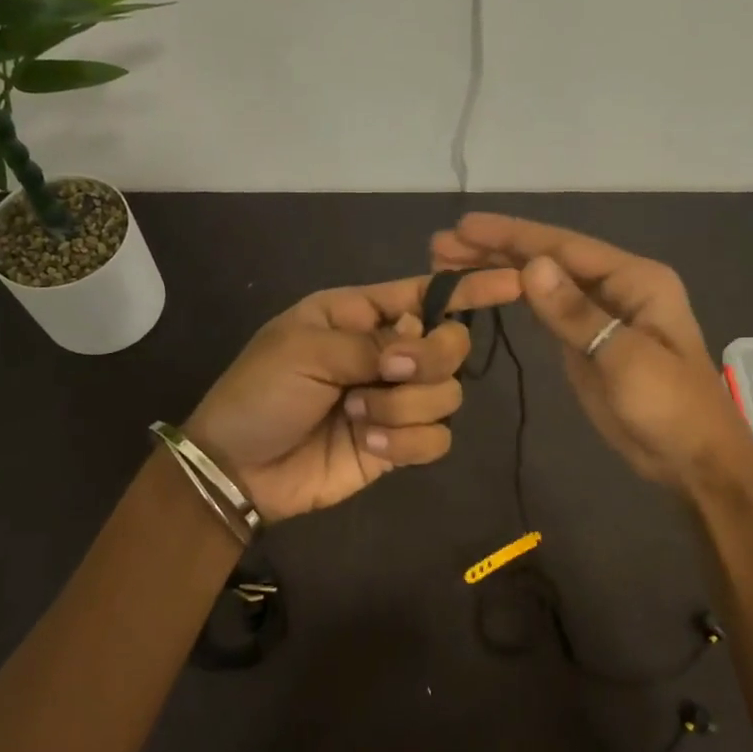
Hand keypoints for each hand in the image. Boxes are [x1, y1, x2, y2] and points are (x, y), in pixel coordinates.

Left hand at [185, 269, 521, 520]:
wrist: (237, 468)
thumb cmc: (260, 392)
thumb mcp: (304, 349)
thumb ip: (371, 343)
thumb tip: (421, 347)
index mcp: (362, 315)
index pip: (426, 294)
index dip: (470, 288)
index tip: (515, 282)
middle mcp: (388, 353)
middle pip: (451, 345)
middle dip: (430, 359)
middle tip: (389, 371)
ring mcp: (397, 401)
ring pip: (449, 395)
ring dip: (406, 406)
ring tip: (357, 415)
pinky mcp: (399, 445)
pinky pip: (438, 439)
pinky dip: (410, 442)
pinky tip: (372, 445)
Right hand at [431, 213, 752, 491]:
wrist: (692, 459)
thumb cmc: (669, 406)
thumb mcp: (624, 359)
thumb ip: (575, 314)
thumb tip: (529, 266)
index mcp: (634, 280)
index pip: (563, 247)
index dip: (511, 235)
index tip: (464, 226)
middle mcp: (615, 287)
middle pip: (548, 259)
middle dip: (496, 248)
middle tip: (441, 245)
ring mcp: (599, 314)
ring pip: (542, 282)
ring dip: (499, 269)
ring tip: (448, 262)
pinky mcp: (585, 342)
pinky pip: (545, 310)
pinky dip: (514, 297)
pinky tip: (486, 287)